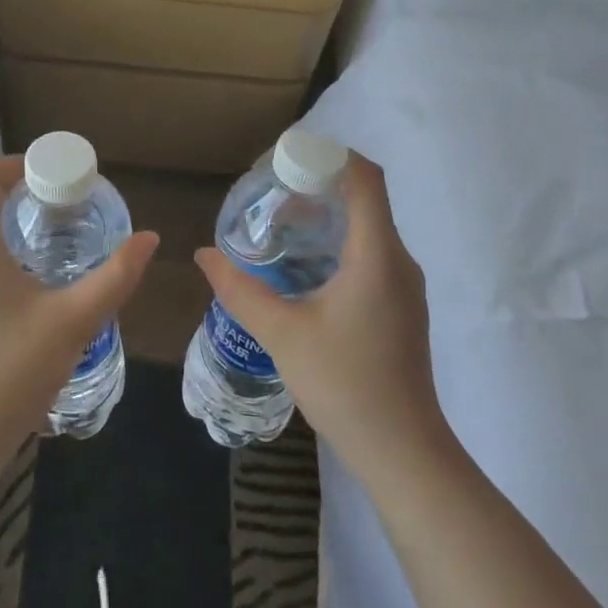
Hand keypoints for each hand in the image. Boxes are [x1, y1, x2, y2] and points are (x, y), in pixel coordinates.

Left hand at [0, 157, 157, 455]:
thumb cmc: (11, 369)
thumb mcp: (73, 320)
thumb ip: (115, 277)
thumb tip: (149, 239)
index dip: (17, 164)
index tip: (56, 177)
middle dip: (26, 196)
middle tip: (71, 209)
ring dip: (17, 227)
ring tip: (61, 244)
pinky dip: (5, 254)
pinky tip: (37, 285)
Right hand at [194, 152, 451, 481]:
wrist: (403, 452)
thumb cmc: (344, 384)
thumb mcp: (281, 333)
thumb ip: (239, 290)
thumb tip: (203, 255)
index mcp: (376, 255)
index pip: (365, 178)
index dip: (330, 155)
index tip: (287, 159)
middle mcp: (398, 260)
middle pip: (364, 198)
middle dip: (319, 184)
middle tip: (272, 192)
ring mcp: (404, 285)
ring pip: (368, 227)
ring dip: (327, 215)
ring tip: (281, 226)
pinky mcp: (401, 306)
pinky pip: (371, 253)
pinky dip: (338, 242)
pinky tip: (304, 267)